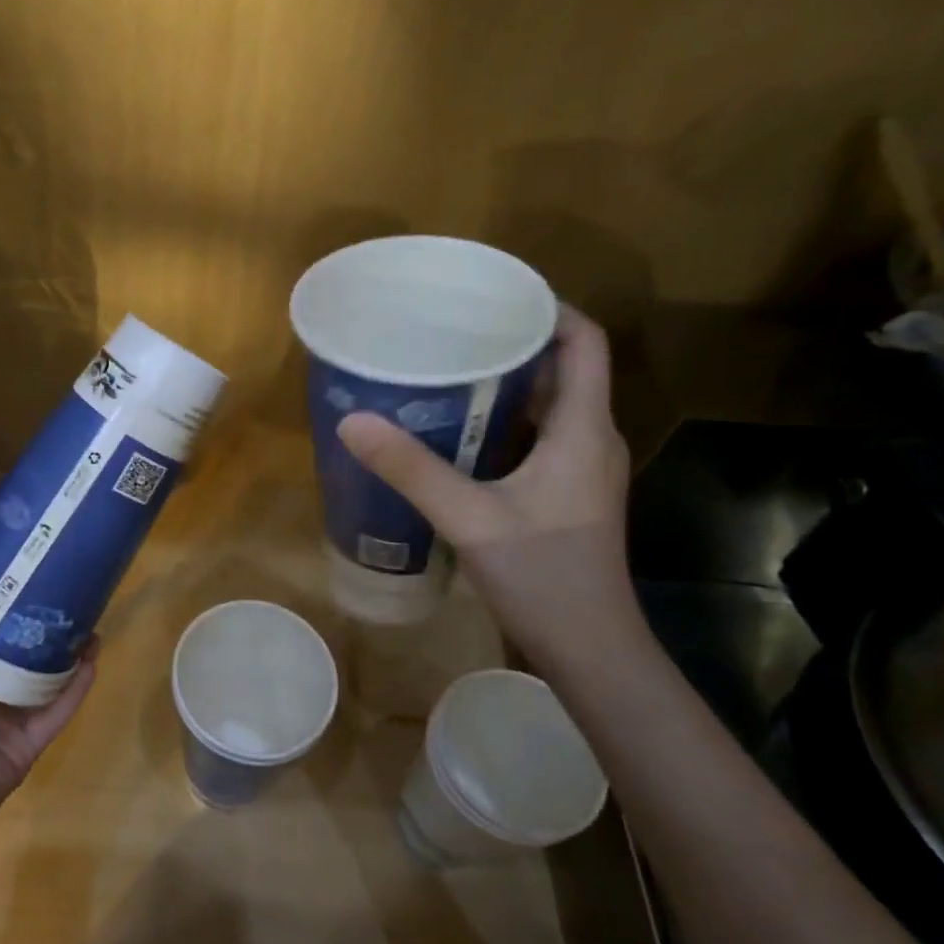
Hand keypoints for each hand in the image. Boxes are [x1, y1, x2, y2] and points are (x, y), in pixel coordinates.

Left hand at [0, 553, 96, 852]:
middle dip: (40, 621)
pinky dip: (76, 688)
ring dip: (68, 651)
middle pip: (17, 648)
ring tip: (90, 618)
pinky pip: (58, 711)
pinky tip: (94, 659)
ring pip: (45, 677)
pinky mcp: (28, 745)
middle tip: (66, 587)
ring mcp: (6, 719)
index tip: (19, 564)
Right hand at [336, 305, 639, 669]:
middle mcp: (589, 439)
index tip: (494, 295)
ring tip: (447, 371)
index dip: (548, 308)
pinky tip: (456, 434)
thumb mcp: (468, 517)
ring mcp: (580, 470)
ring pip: (548, 406)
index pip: (583, 342)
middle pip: (563, 368)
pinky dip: (503, 423)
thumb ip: (410, 468)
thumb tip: (353, 422)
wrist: (590, 648)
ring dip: (505, 384)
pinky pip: (537, 438)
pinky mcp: (566, 495)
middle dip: (512, 343)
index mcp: (582, 429)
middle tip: (452, 331)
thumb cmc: (543, 574)